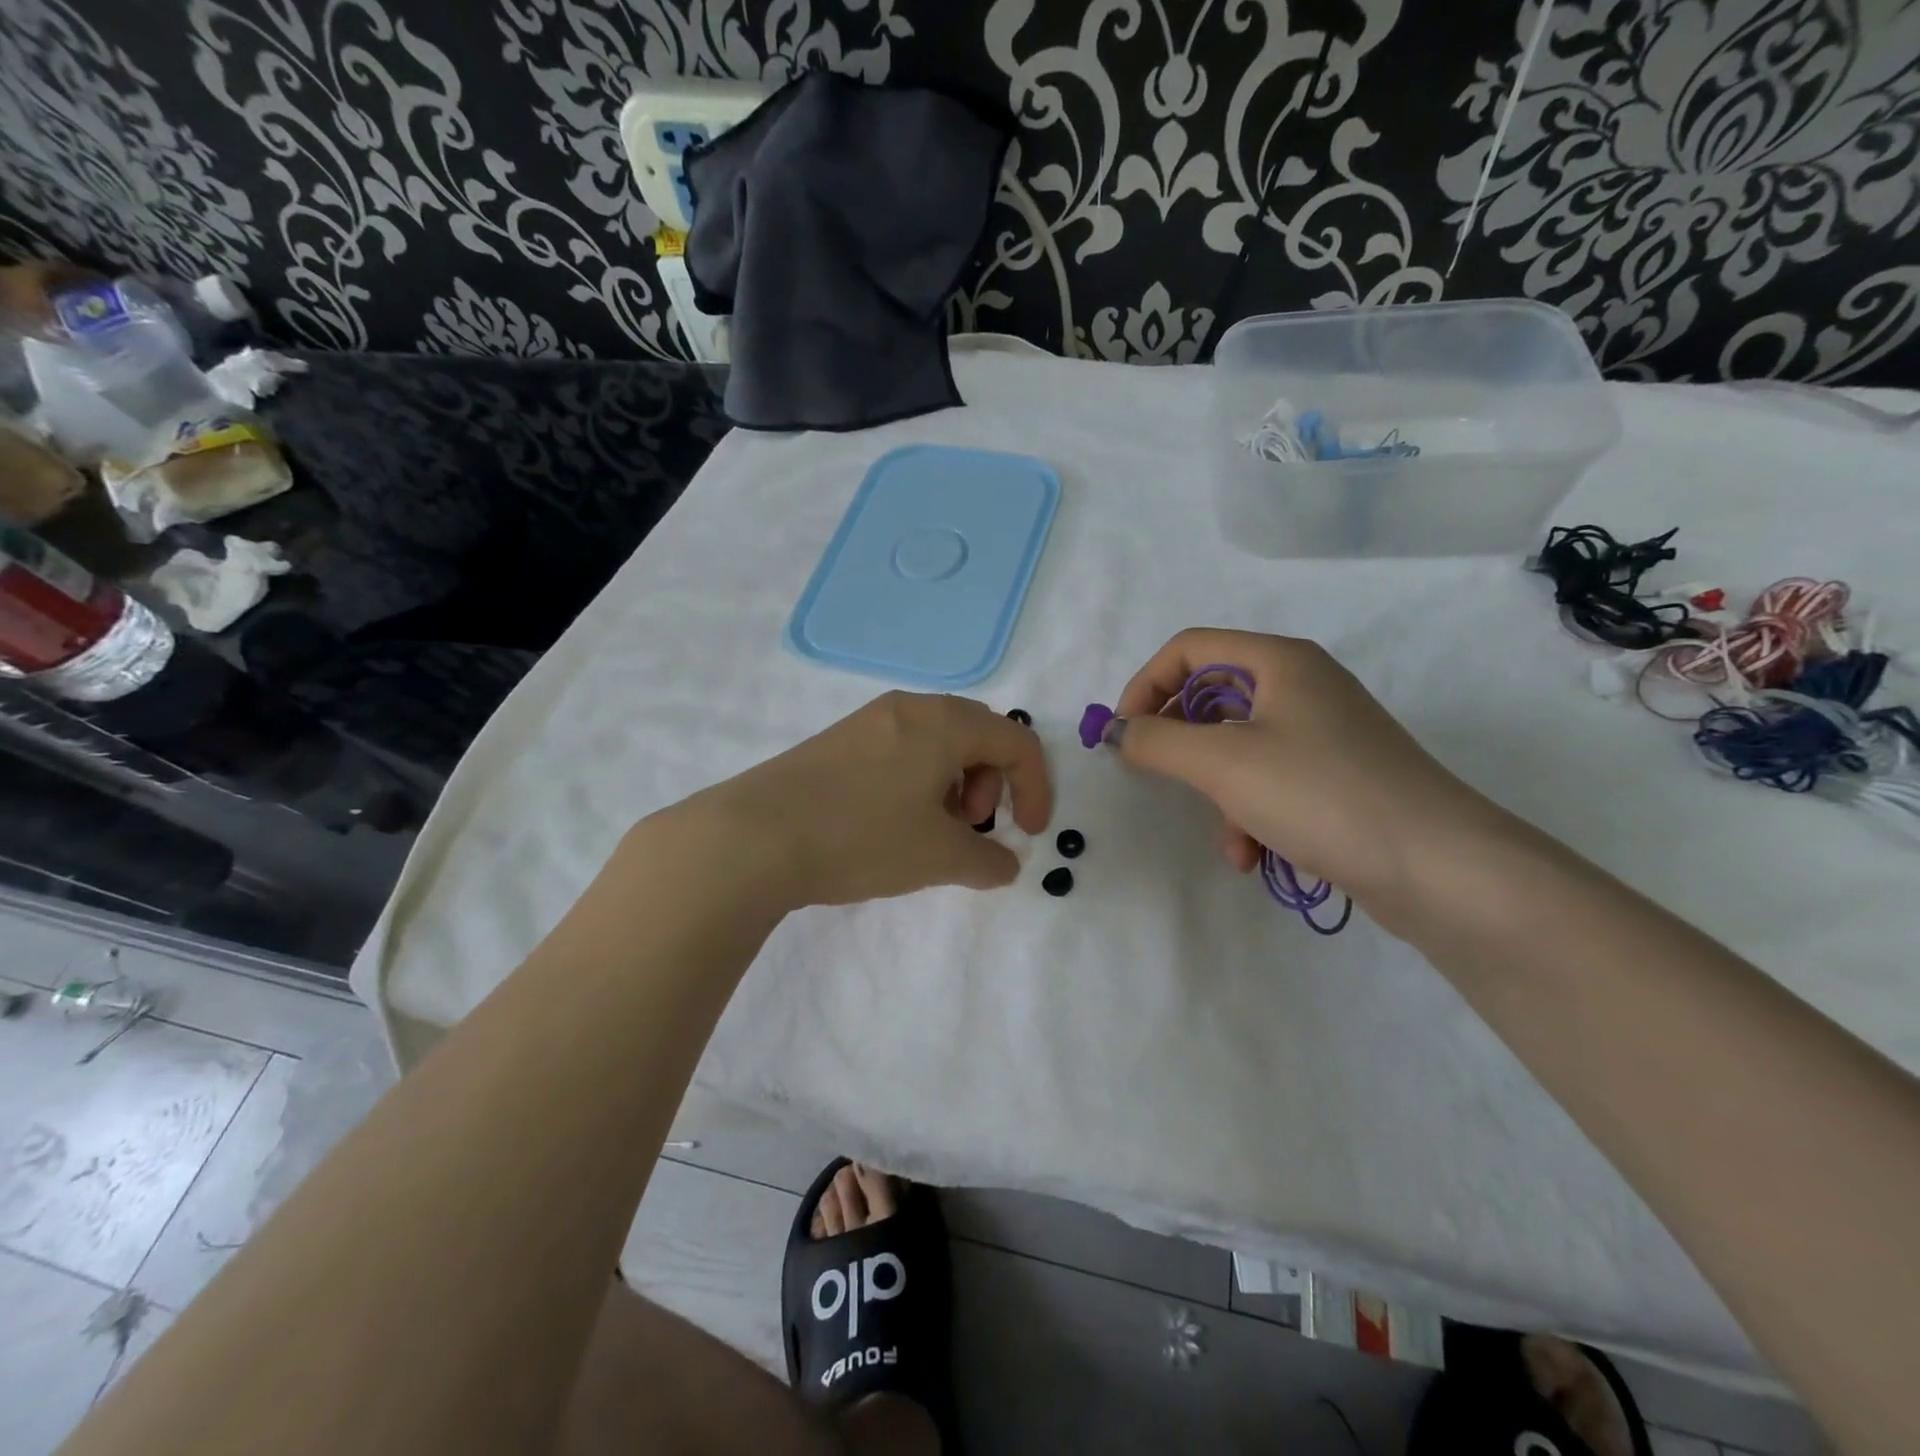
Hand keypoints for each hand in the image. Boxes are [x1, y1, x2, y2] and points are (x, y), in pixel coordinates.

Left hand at [690, 691, 1052, 909]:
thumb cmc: (862, 837)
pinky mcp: (839, 740)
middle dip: (993, 784)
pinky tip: (893, 822)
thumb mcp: (938, 857)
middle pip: (978, 735)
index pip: (1016, 742)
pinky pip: (901, 750)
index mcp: (945, 722)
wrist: (753, 836)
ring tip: (933, 830)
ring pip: (937, 743)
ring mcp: (869, 720)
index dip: (1036, 789)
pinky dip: (919, 781)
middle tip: (974, 827)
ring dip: (955, 784)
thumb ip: (988, 861)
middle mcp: (910, 707)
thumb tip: (1005, 864)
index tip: (1029, 835)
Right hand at [1112, 628, 1500, 907]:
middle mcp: (1302, 687)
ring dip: (1216, 792)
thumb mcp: (1222, 763)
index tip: (1121, 735)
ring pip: (1238, 747)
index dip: (1145, 685)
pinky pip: (1270, 781)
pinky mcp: (1337, 777)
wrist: (1439, 867)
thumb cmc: (1320, 794)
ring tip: (1227, 838)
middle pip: (1212, 697)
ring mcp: (1324, 733)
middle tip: (1157, 776)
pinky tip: (1253, 855)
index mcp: (1279, 662)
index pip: (1188, 649)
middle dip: (1181, 744)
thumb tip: (1117, 732)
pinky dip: (1250, 813)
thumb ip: (1156, 741)